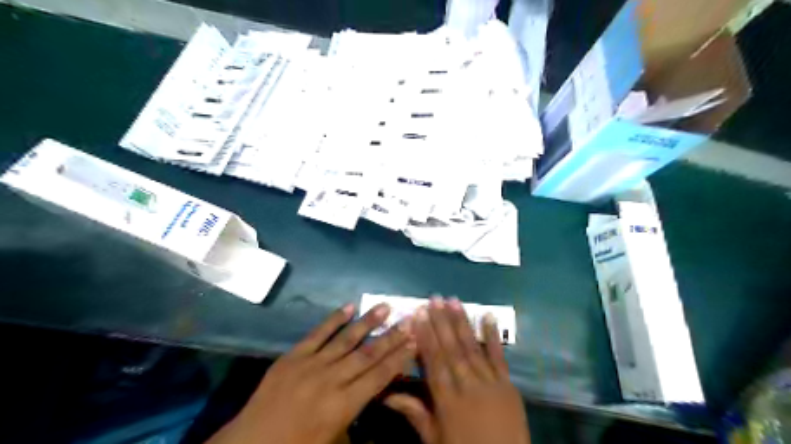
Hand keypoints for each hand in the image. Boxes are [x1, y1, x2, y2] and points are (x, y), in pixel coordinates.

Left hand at [206, 304, 416, 443]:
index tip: (415, 341)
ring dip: (367, 322)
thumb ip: (359, 419)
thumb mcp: (335, 441)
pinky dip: (334, 319)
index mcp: (342, 405)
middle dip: (390, 336)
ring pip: (346, 339)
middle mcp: (331, 380)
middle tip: (408, 319)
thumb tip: (378, 401)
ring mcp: (311, 364)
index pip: (378, 376)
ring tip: (385, 306)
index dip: (398, 358)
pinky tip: (349, 306)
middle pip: (367, 354)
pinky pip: (317, 333)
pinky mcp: (293, 355)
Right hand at [384, 297, 527, 442]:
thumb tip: (386, 395)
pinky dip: (493, 336)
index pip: (433, 361)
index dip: (425, 336)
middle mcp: (468, 386)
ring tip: (453, 301)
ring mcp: (490, 383)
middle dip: (441, 322)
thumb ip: (414, 413)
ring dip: (462, 322)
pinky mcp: (508, 384)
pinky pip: (499, 357)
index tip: (418, 314)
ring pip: (472, 348)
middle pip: (451, 349)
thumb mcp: (435, 440)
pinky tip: (488, 316)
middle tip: (434, 299)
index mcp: (447, 400)